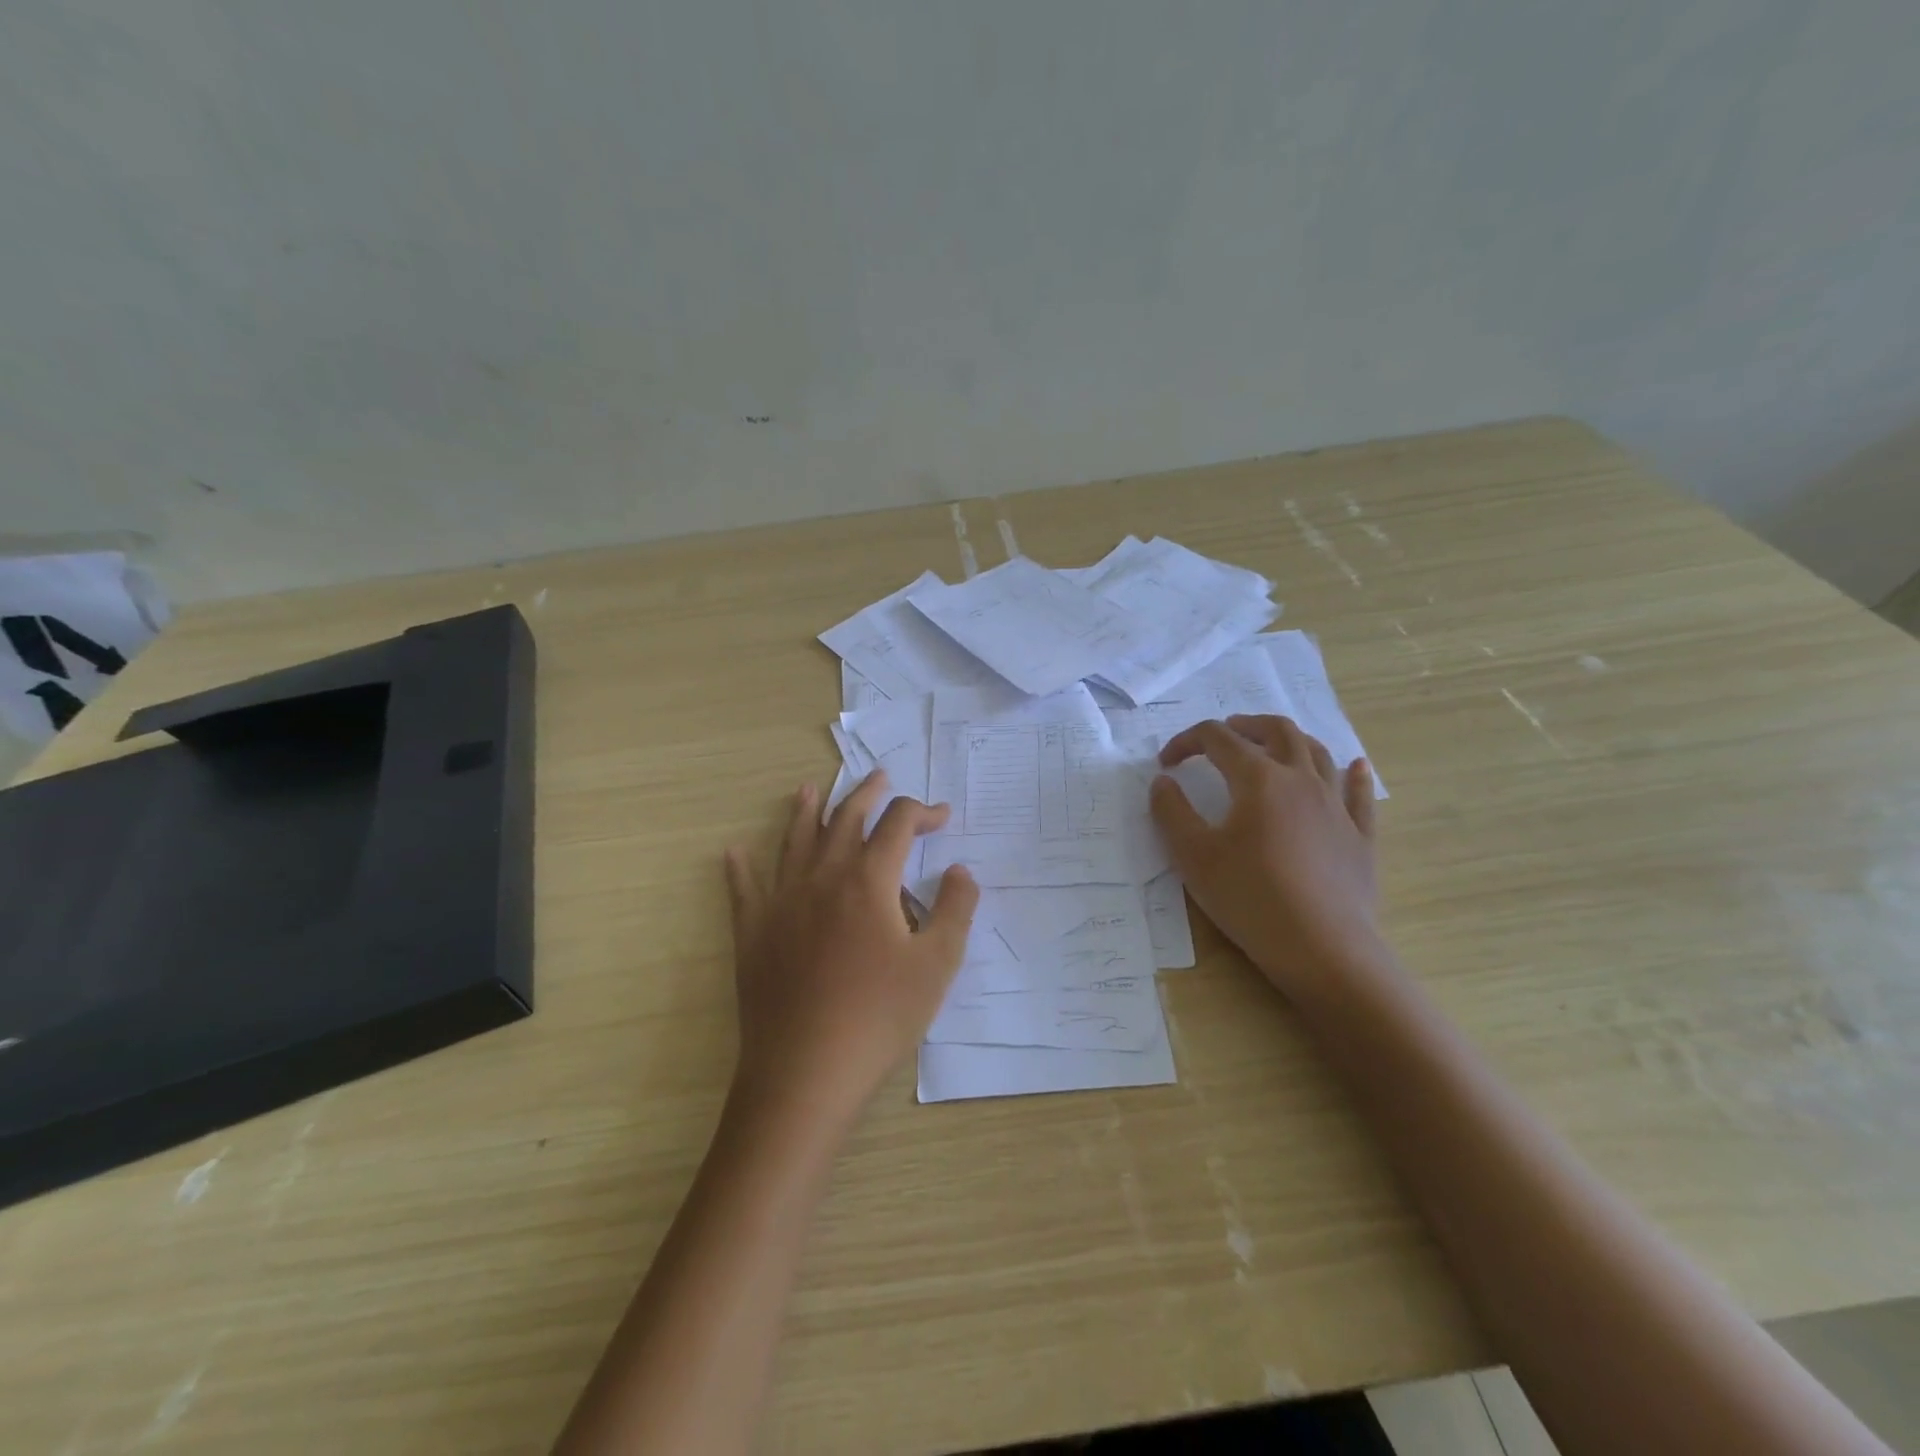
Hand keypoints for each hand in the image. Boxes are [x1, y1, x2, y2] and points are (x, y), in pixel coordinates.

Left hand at [724, 771, 979, 1121]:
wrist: (805, 1071)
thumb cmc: (879, 1017)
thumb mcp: (936, 965)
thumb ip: (954, 910)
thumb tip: (960, 870)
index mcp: (869, 881)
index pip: (898, 825)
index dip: (922, 812)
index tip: (942, 817)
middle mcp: (822, 878)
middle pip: (845, 820)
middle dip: (867, 795)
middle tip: (881, 779)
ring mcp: (782, 902)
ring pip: (794, 842)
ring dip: (805, 812)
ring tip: (810, 789)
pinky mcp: (753, 933)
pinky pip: (743, 889)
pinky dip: (740, 868)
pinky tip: (734, 852)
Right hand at [1150, 717, 1382, 998]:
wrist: (1322, 948)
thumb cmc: (1249, 898)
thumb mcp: (1193, 855)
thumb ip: (1171, 812)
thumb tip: (1163, 781)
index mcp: (1258, 779)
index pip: (1217, 739)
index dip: (1187, 742)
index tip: (1167, 763)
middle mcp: (1301, 780)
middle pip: (1277, 731)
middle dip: (1245, 725)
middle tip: (1224, 734)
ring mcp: (1336, 806)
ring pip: (1318, 753)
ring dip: (1290, 740)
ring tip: (1272, 746)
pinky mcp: (1360, 835)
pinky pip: (1358, 793)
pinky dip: (1352, 772)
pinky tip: (1353, 766)